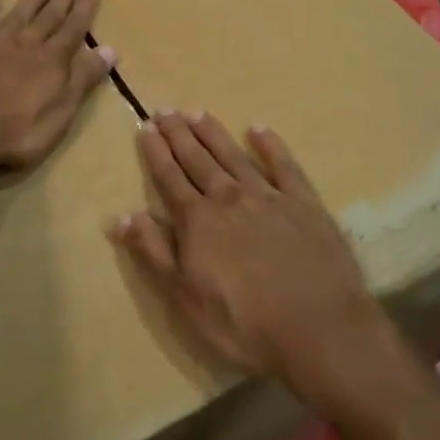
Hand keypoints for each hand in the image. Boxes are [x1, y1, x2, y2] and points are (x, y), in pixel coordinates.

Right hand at [109, 111, 382, 386]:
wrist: (319, 329)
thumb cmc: (243, 323)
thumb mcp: (184, 297)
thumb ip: (153, 252)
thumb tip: (120, 215)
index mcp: (198, 221)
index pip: (169, 178)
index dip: (155, 153)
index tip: (145, 127)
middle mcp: (230, 198)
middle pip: (198, 160)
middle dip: (179, 134)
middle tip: (165, 110)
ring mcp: (269, 197)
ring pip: (234, 156)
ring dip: (214, 133)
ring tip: (197, 112)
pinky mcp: (305, 204)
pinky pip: (284, 166)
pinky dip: (270, 145)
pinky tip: (259, 129)